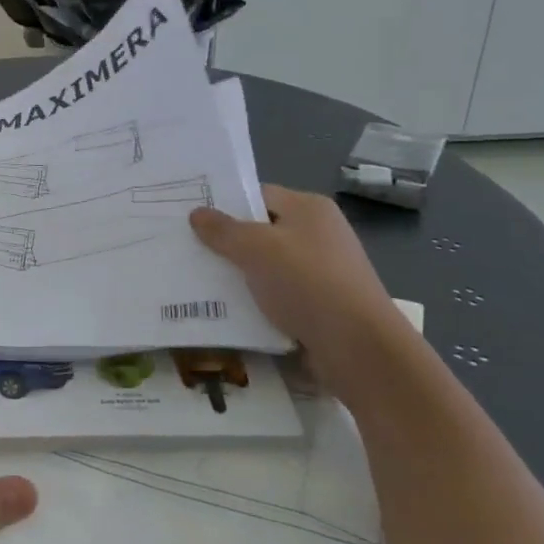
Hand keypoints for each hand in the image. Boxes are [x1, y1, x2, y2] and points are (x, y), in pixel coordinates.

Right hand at [191, 186, 412, 384]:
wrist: (358, 347)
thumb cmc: (307, 283)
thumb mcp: (256, 249)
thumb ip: (223, 230)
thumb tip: (197, 213)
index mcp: (309, 209)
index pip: (258, 195)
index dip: (225, 204)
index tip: (190, 218)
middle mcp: (318, 234)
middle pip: (261, 231)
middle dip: (226, 242)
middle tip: (186, 249)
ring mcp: (321, 271)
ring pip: (266, 266)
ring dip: (237, 275)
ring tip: (196, 281)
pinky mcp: (319, 304)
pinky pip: (276, 294)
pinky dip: (254, 301)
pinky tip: (226, 310)